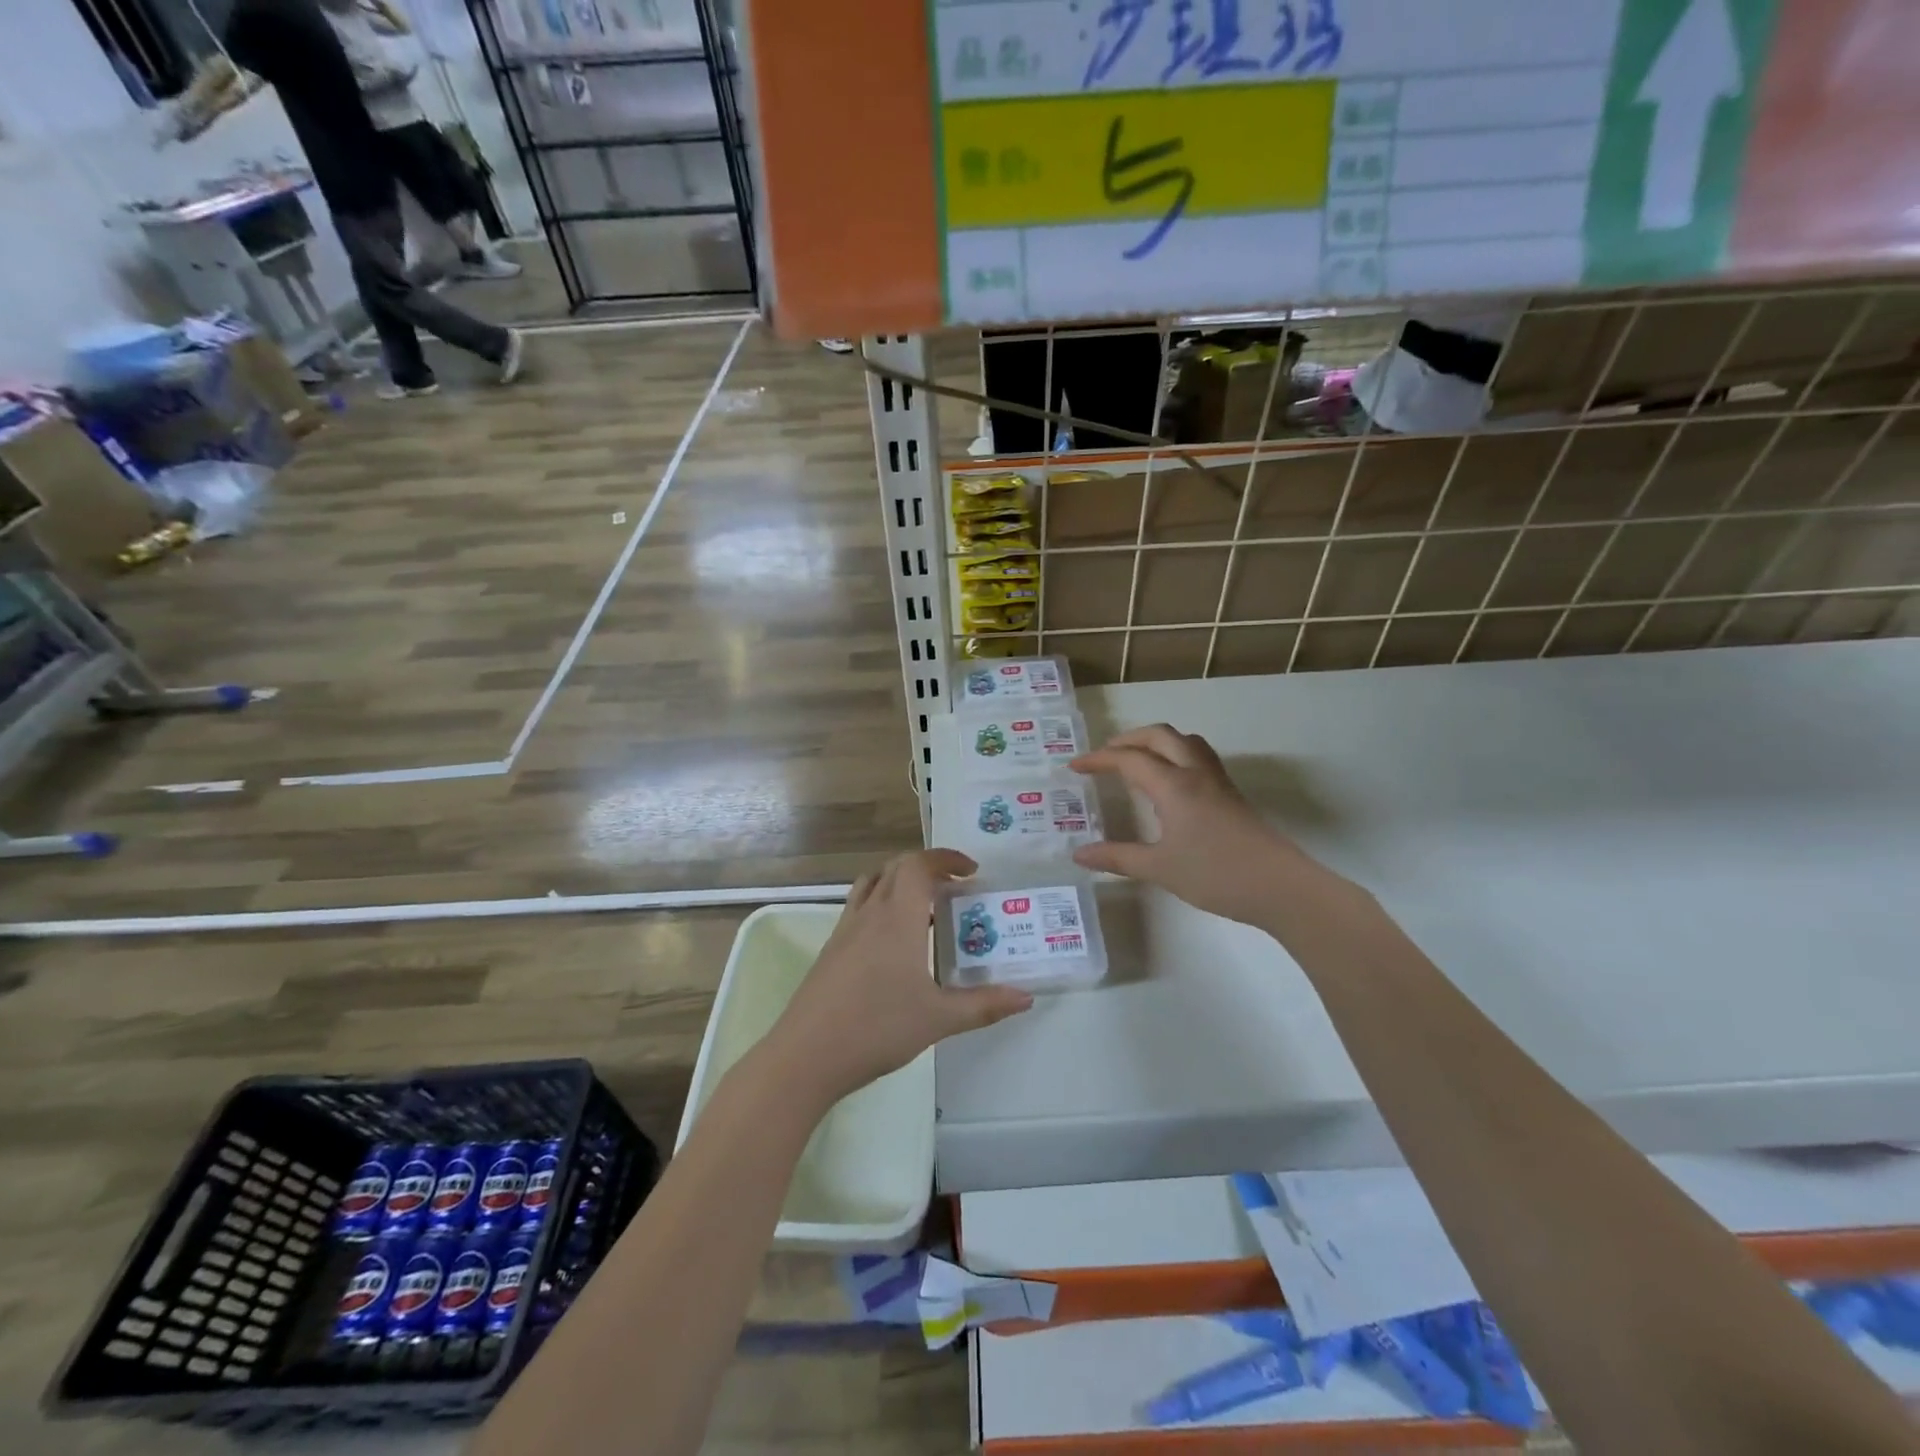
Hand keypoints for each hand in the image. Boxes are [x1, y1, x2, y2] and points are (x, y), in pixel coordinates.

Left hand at [772, 850, 1032, 1105]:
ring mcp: (845, 929)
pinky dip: (881, 905)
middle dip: (928, 868)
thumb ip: (984, 1005)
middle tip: (955, 889)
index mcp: (898, 917)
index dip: (946, 858)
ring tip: (925, 908)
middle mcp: (870, 913)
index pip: (919, 865)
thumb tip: (1026, 997)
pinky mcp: (831, 949)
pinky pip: (859, 908)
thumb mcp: (939, 1019)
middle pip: (896, 868)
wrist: (807, 1055)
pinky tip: (894, 943)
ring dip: (900, 882)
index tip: (971, 871)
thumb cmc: (878, 1028)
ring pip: (873, 884)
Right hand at [1071, 725, 1312, 926]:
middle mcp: (1195, 773)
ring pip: (1184, 741)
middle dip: (1127, 739)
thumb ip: (1117, 858)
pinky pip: (1198, 757)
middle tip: (1104, 756)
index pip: (1129, 759)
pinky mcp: (1231, 795)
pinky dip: (1175, 754)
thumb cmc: (1216, 874)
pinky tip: (1170, 782)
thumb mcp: (1159, 868)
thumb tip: (1079, 854)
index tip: (1074, 766)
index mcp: (1173, 785)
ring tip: (1136, 759)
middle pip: (1159, 736)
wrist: (1280, 886)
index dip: (1099, 759)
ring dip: (1156, 741)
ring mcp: (1217, 782)